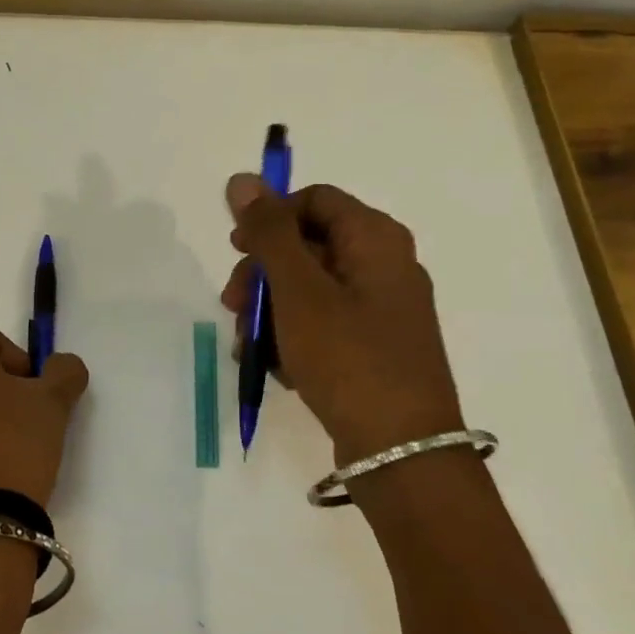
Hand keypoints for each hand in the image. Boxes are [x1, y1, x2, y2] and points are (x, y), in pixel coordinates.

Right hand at [222, 175, 462, 462]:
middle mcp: (384, 265)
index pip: (314, 200)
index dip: (270, 217)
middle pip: (307, 244)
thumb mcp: (299, 290)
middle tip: (233, 305)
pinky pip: (323, 323)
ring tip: (249, 347)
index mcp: (376, 239)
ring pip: (309, 287)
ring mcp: (381, 309)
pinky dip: (293, 337)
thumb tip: (243, 179)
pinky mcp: (374, 346)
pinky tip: (275, 367)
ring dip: (270, 310)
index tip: (237, 250)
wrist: (402, 454)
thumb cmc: (349, 358)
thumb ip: (269, 232)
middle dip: (263, 273)